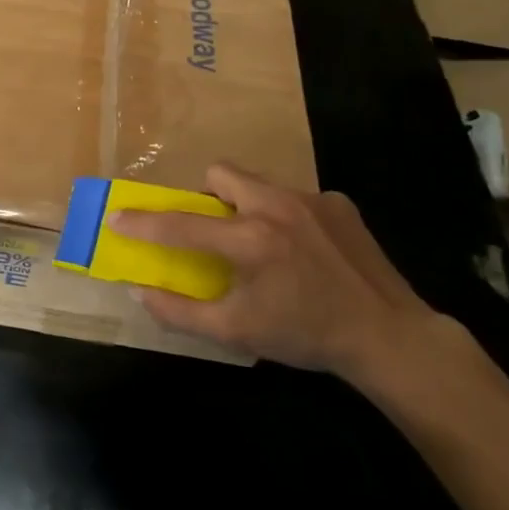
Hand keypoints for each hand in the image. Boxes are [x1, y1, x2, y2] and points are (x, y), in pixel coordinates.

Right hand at [108, 163, 437, 380]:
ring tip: (264, 243)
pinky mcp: (339, 203)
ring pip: (259, 183)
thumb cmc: (306, 335)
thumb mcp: (236, 333)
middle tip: (214, 228)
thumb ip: (180, 312)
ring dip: (247, 205)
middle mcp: (277, 206)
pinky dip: (288, 217)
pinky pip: (296, 198)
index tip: (118, 217)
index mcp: (249, 240)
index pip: (181, 225)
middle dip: (206, 194)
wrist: (390, 337)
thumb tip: (138, 291)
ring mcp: (312, 199)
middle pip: (221, 172)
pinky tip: (305, 250)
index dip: (143, 222)